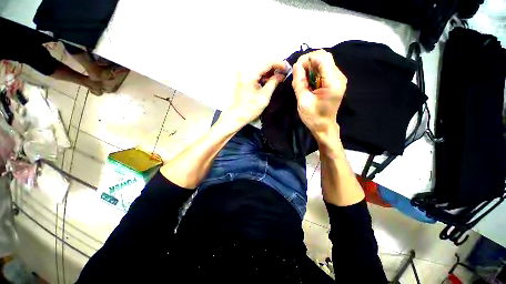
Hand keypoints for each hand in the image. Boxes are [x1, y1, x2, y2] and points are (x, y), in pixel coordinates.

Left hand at [225, 61, 285, 127]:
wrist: (238, 114)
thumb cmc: (251, 108)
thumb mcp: (264, 96)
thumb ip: (273, 83)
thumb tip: (281, 75)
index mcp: (250, 74)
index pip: (267, 62)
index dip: (279, 63)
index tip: (287, 68)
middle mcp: (245, 70)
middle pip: (263, 61)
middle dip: (275, 66)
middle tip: (284, 71)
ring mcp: (243, 72)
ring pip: (260, 65)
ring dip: (270, 69)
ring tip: (279, 75)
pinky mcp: (243, 77)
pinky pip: (256, 71)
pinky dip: (264, 73)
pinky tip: (270, 78)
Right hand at [292, 50, 346, 135]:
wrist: (323, 126)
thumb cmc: (313, 117)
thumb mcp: (303, 101)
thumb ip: (299, 82)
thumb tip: (296, 65)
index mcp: (333, 82)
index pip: (323, 58)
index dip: (308, 58)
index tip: (296, 68)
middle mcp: (339, 77)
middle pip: (324, 58)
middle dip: (308, 62)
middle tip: (297, 73)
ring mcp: (338, 79)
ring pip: (323, 63)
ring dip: (310, 67)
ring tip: (301, 78)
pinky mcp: (334, 82)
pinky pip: (323, 70)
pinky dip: (313, 72)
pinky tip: (307, 81)